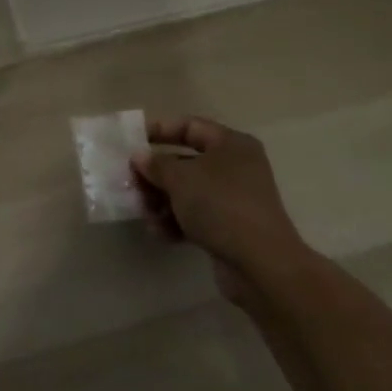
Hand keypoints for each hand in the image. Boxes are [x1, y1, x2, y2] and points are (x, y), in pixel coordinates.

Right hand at [133, 116, 313, 302]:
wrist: (260, 263)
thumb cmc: (220, 205)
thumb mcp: (181, 179)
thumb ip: (156, 165)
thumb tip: (140, 157)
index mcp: (231, 144)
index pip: (190, 126)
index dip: (160, 130)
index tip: (132, 141)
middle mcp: (235, 167)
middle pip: (185, 162)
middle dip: (156, 174)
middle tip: (131, 183)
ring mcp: (232, 199)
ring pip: (187, 192)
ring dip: (161, 201)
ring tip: (143, 213)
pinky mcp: (228, 227)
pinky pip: (195, 216)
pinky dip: (176, 222)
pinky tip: (159, 232)